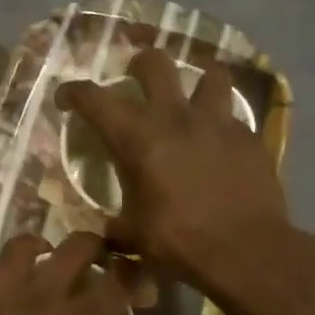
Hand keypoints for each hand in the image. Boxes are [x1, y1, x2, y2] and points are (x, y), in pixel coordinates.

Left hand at [0, 232, 133, 314]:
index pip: (116, 283)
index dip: (133, 276)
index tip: (136, 284)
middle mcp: (40, 299)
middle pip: (76, 248)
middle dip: (94, 247)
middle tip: (97, 260)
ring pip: (22, 247)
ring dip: (40, 249)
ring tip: (44, 261)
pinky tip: (0, 296)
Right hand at [56, 49, 287, 289]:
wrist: (246, 252)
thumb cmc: (179, 242)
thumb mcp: (134, 235)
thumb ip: (117, 225)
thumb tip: (107, 232)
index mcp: (137, 138)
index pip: (95, 99)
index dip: (73, 92)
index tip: (65, 99)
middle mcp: (175, 117)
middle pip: (155, 62)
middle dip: (140, 64)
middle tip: (136, 80)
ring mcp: (217, 123)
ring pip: (210, 75)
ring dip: (197, 83)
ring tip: (192, 100)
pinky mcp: (249, 138)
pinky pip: (234, 118)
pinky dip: (223, 126)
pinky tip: (221, 146)